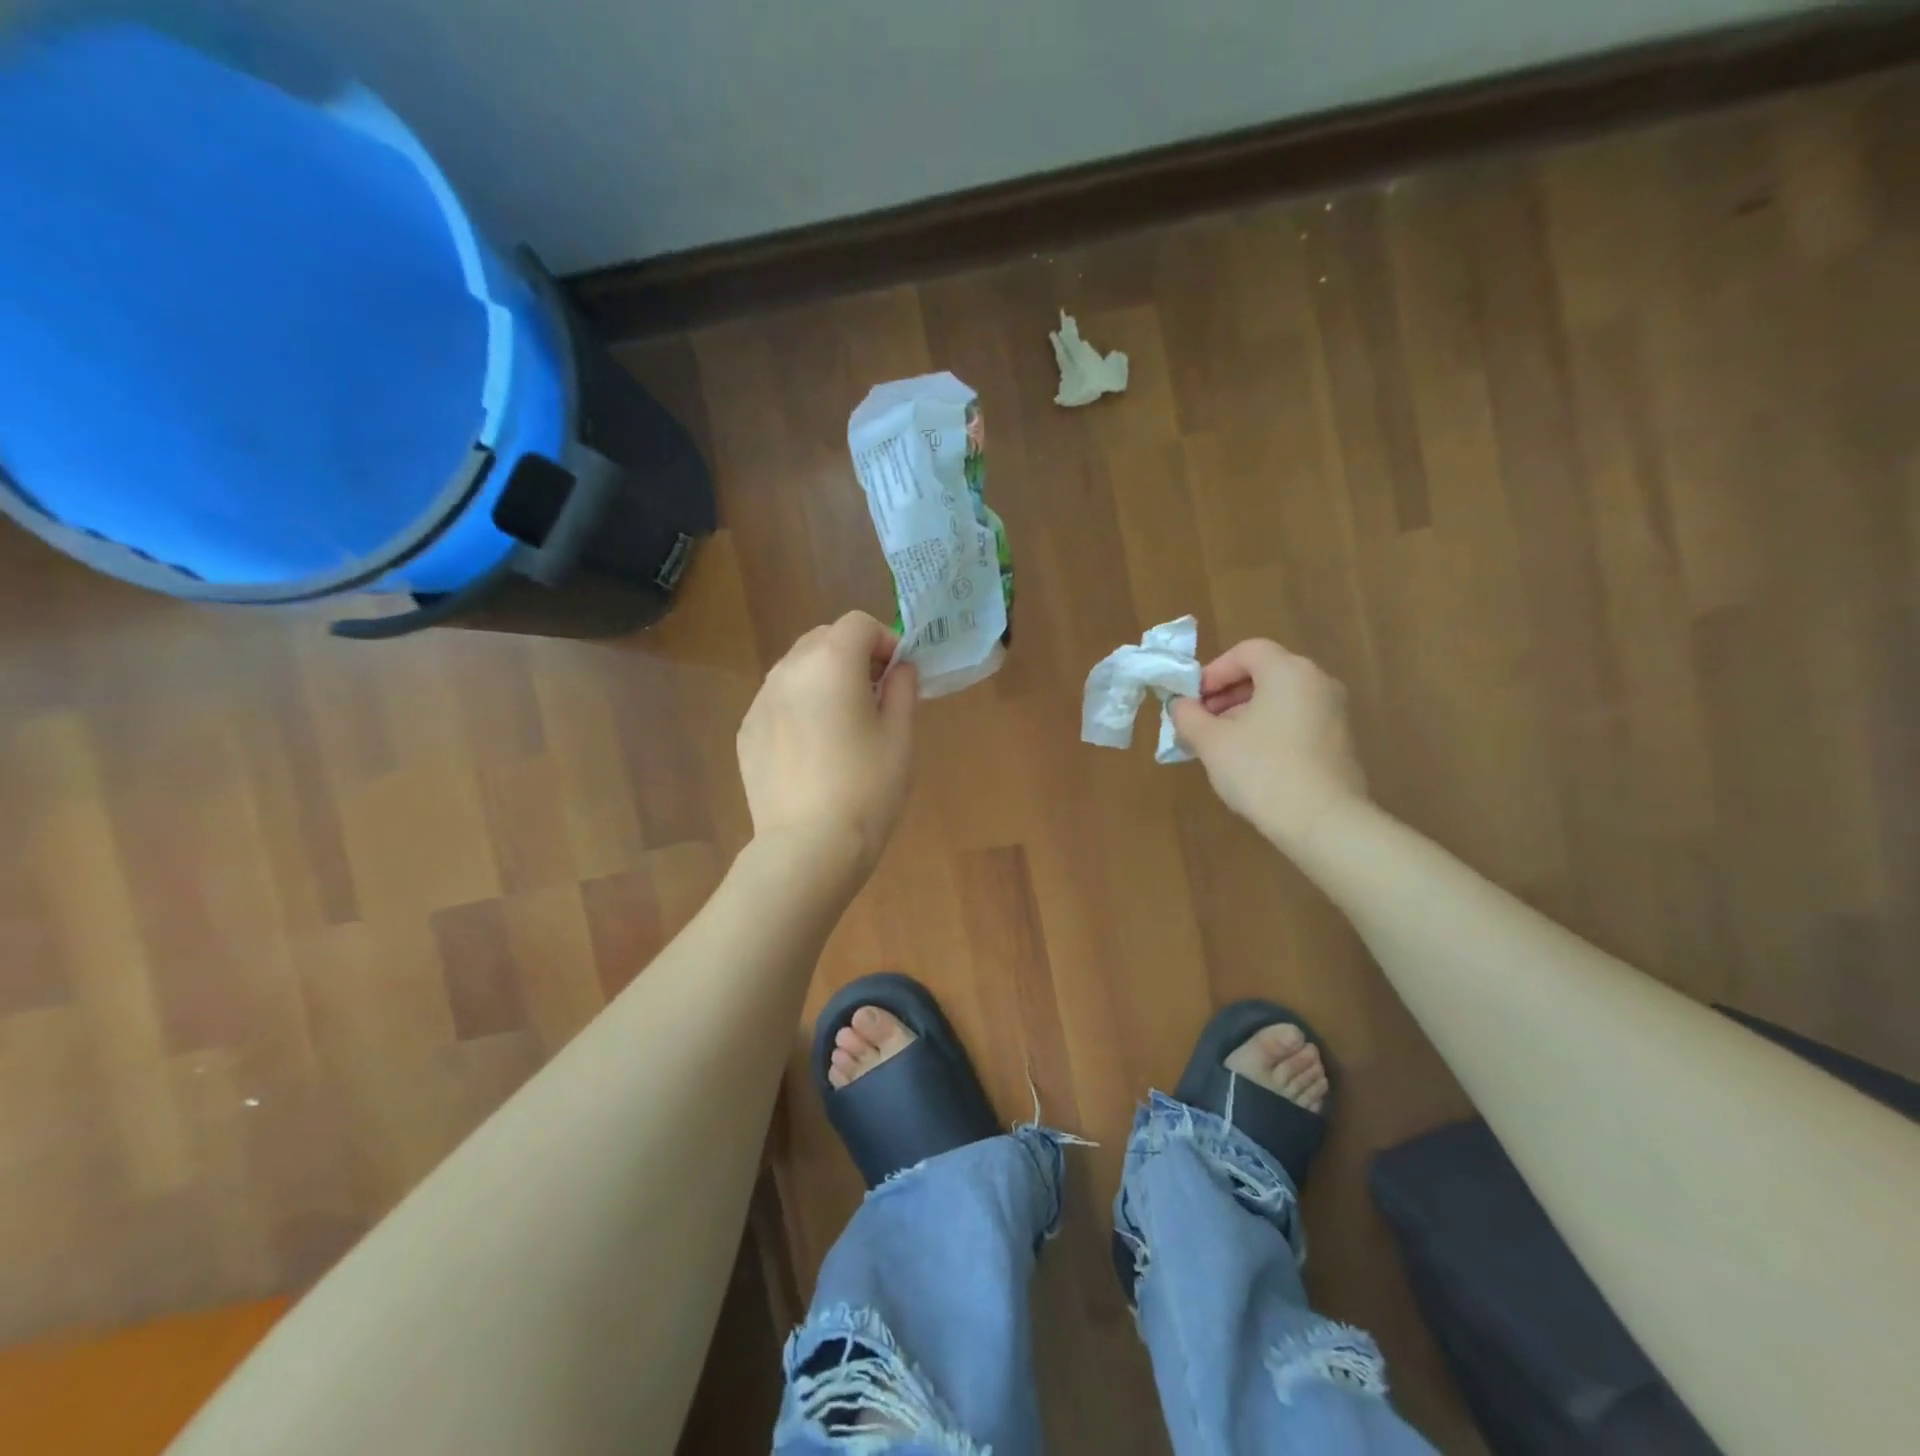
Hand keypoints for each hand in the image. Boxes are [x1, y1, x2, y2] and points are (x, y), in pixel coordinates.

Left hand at [737, 612, 917, 875]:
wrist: (809, 846)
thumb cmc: (867, 787)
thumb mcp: (900, 735)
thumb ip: (903, 688)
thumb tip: (899, 667)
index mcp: (831, 662)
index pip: (858, 624)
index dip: (884, 641)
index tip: (897, 675)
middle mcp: (788, 670)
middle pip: (823, 638)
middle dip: (852, 655)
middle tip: (874, 696)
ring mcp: (761, 700)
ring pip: (797, 669)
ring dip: (824, 679)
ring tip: (842, 724)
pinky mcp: (747, 730)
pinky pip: (779, 701)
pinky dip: (800, 706)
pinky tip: (813, 750)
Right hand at [1169, 640, 1368, 852]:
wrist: (1322, 821)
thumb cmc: (1261, 769)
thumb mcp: (1211, 742)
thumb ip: (1189, 716)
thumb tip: (1180, 705)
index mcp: (1288, 671)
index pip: (1246, 651)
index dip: (1213, 671)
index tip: (1193, 701)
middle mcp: (1318, 682)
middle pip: (1265, 673)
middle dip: (1227, 694)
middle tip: (1201, 723)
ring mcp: (1335, 713)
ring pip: (1280, 700)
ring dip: (1245, 714)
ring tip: (1221, 746)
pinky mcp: (1340, 742)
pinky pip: (1297, 722)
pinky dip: (1269, 730)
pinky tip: (1251, 762)